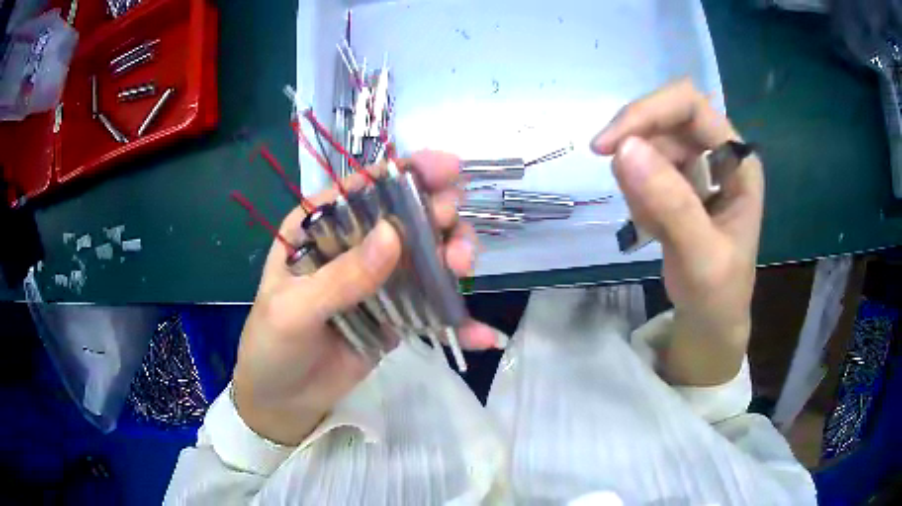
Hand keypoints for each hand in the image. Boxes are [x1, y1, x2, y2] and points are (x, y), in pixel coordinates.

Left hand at [232, 151, 496, 444]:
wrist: (284, 400)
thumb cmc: (272, 347)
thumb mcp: (294, 311)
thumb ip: (341, 277)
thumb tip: (394, 233)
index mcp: (319, 228)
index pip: (364, 188)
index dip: (407, 172)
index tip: (451, 168)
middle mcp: (352, 246)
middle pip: (405, 216)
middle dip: (439, 217)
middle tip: (456, 238)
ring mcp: (378, 280)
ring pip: (426, 254)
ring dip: (453, 255)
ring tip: (463, 267)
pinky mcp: (396, 314)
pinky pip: (431, 306)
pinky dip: (457, 319)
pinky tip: (483, 333)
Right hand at [591, 79, 764, 385]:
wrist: (710, 323)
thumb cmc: (718, 295)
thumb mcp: (702, 257)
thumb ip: (671, 205)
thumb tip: (623, 148)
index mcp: (738, 161)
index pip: (691, 106)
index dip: (649, 112)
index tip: (609, 144)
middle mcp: (719, 152)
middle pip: (666, 117)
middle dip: (637, 147)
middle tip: (621, 186)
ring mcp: (697, 166)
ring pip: (649, 143)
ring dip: (638, 182)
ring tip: (653, 226)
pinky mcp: (679, 182)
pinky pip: (643, 168)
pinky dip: (637, 196)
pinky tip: (653, 228)